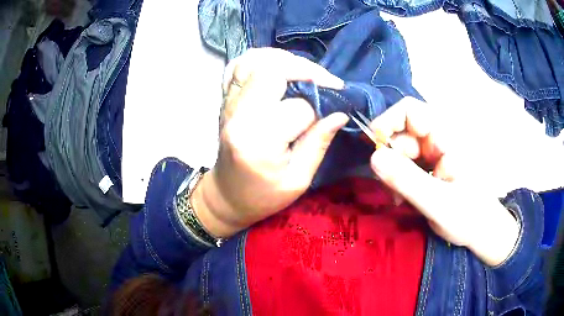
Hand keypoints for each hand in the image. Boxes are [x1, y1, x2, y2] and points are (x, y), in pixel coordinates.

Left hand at [192, 48, 347, 237]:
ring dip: (285, 60)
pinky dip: (260, 59)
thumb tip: (340, 112)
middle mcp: (239, 114)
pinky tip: (277, 67)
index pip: (298, 105)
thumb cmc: (262, 196)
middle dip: (306, 70)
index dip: (322, 102)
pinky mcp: (225, 98)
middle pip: (273, 70)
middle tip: (326, 83)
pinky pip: (238, 65)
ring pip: (255, 60)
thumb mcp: (298, 180)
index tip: (337, 104)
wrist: (226, 195)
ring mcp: (228, 103)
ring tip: (305, 73)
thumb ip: (318, 143)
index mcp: (258, 140)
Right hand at [369, 97, 518, 265]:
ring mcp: (434, 152)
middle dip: (389, 158)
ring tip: (400, 198)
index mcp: (446, 136)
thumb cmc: (469, 216)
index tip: (373, 147)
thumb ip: (407, 180)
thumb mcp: (437, 202)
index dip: (387, 122)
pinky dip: (399, 180)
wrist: (482, 231)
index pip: (410, 111)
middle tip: (389, 187)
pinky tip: (404, 198)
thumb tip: (372, 157)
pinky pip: (405, 165)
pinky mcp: (430, 165)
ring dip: (393, 173)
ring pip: (400, 151)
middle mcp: (438, 138)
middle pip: (401, 133)